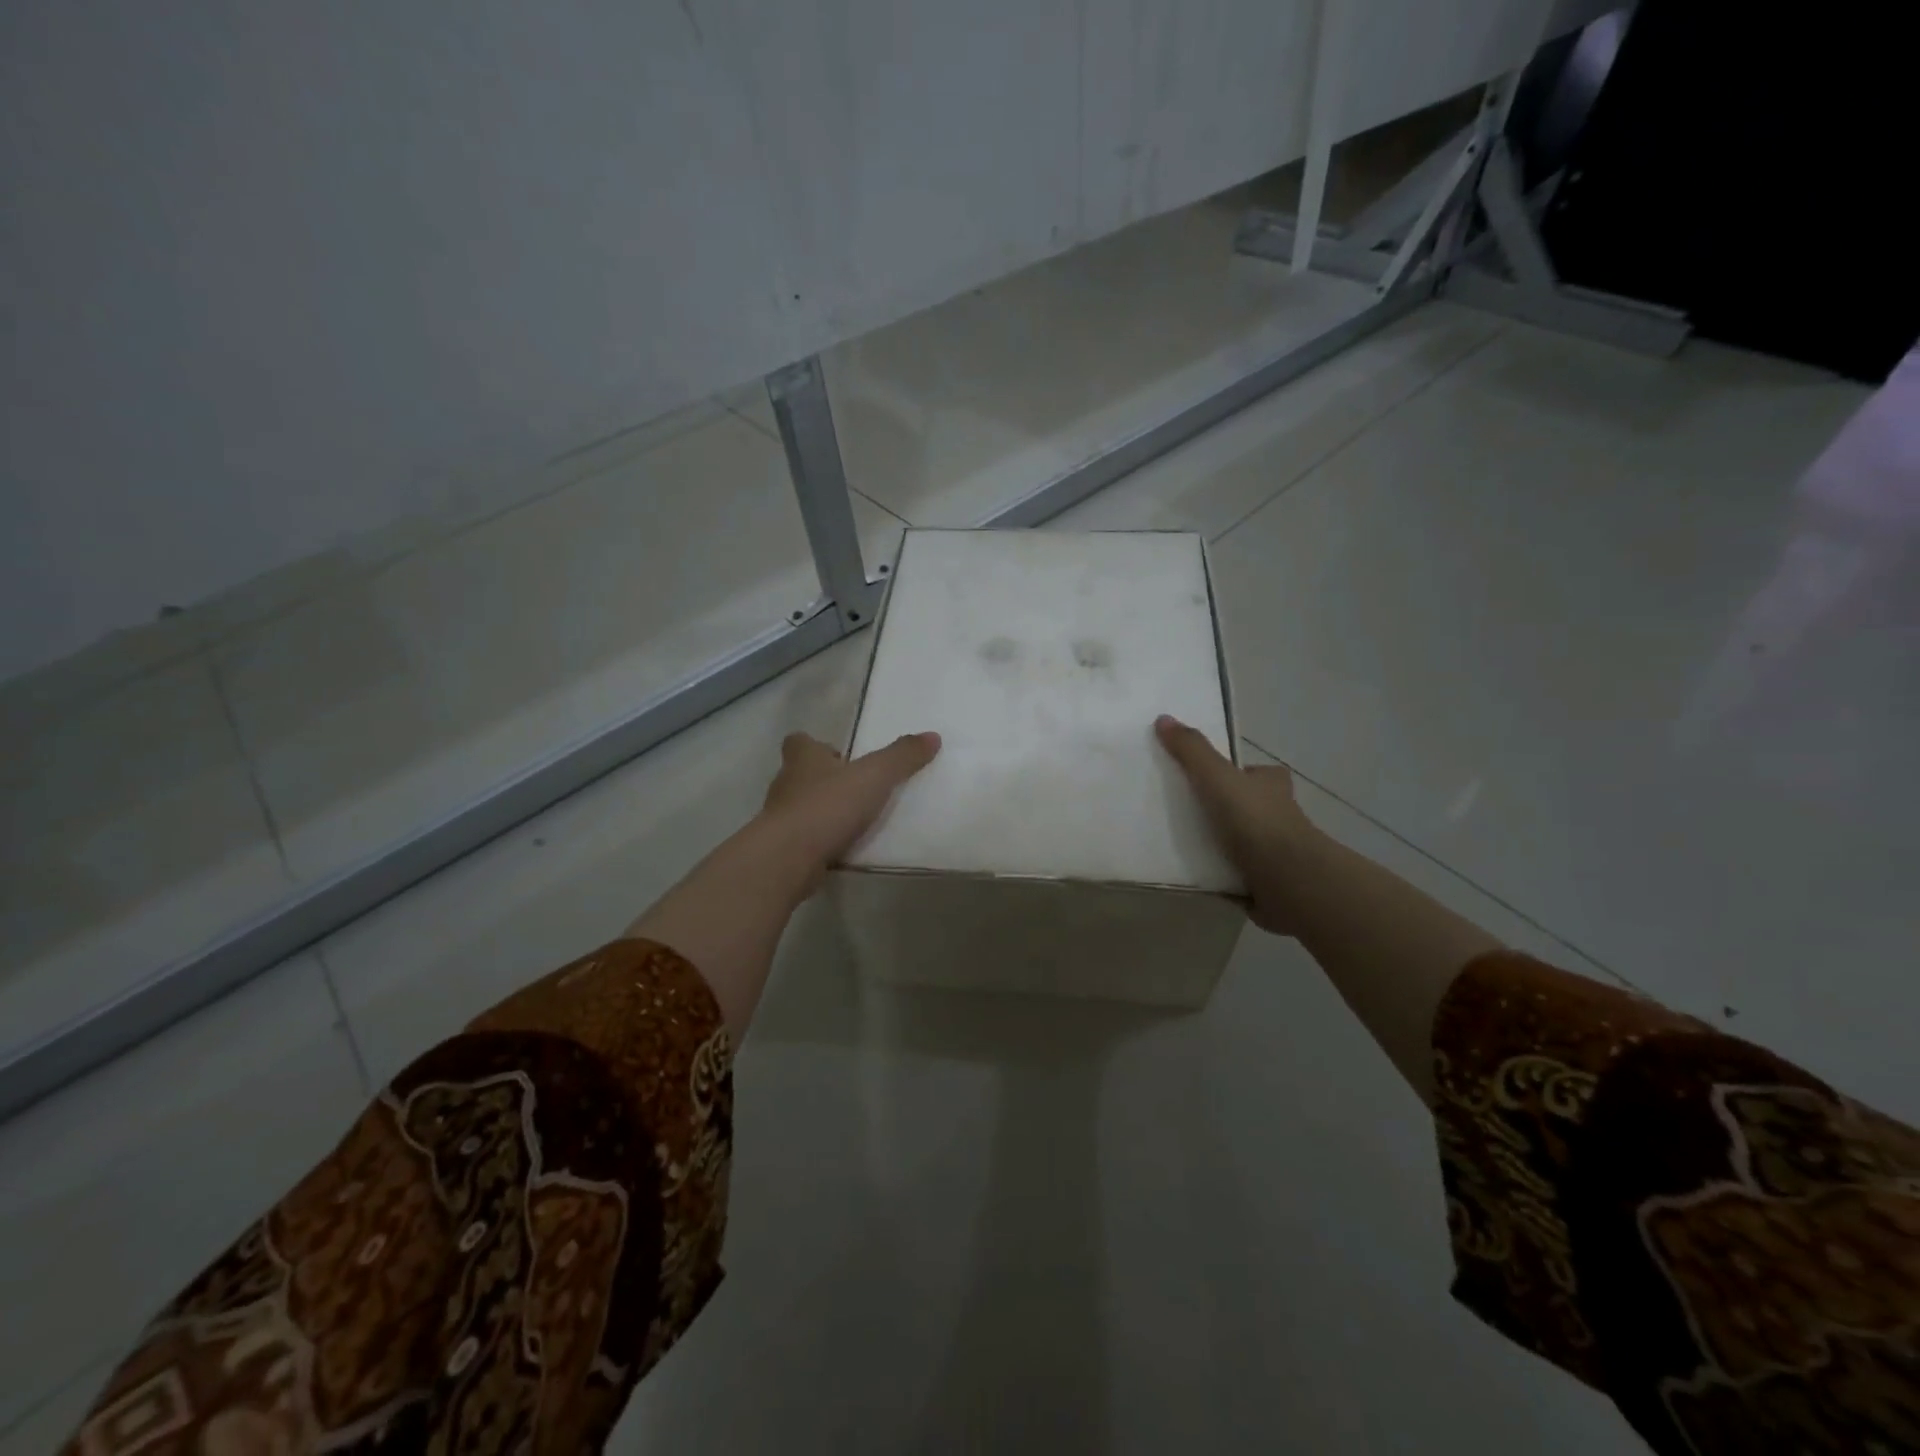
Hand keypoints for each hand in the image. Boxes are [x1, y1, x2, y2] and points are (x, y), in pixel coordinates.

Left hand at [760, 731, 941, 892]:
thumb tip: (932, 736)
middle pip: (801, 775)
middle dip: (824, 780)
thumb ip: (902, 757)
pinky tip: (843, 849)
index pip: (800, 741)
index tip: (840, 756)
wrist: (788, 858)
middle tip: (855, 789)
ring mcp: (780, 818)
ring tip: (854, 821)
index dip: (816, 746)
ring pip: (801, 808)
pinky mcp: (783, 849)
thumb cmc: (828, 805)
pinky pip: (804, 839)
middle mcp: (786, 783)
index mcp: (803, 759)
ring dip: (822, 812)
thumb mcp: (874, 776)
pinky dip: (820, 841)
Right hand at [1155, 715, 1322, 935]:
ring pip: (1246, 839)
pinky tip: (1200, 875)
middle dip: (1227, 809)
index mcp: (1273, 784)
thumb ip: (1191, 751)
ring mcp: (1277, 850)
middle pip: (1250, 805)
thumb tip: (1164, 718)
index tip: (1209, 781)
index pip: (1255, 773)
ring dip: (1224, 843)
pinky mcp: (1270, 880)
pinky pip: (1241, 871)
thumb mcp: (1216, 776)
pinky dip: (1224, 872)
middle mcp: (1281, 813)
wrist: (1286, 878)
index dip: (1236, 773)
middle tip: (1189, 813)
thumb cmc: (1254, 820)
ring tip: (1185, 845)